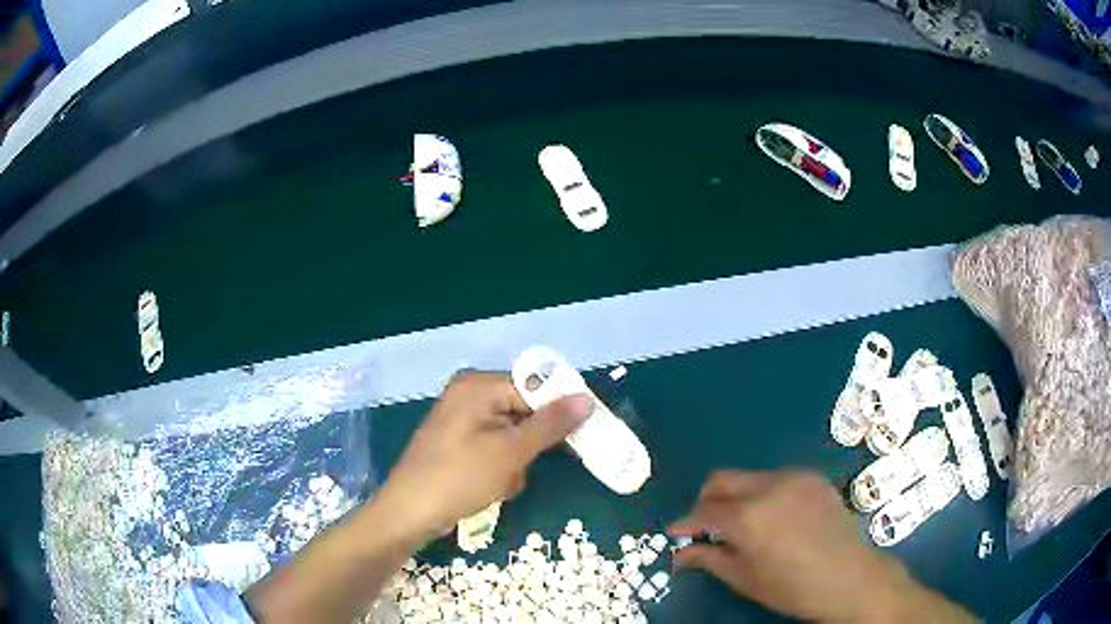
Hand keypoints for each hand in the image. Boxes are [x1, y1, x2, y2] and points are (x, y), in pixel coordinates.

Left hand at [375, 371, 590, 544]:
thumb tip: (586, 397)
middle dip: (530, 446)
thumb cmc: (459, 478)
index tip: (584, 434)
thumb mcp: (510, 452)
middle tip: (527, 467)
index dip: (560, 410)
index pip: (535, 386)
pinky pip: (494, 449)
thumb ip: (550, 423)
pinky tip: (489, 488)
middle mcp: (469, 394)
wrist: (408, 513)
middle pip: (523, 411)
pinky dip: (499, 469)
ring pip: (512, 436)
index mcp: (478, 385)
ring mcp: (461, 420)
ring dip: (515, 463)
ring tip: (500, 482)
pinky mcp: (457, 443)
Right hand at [669, 470, 973, 622]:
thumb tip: (679, 553)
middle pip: (722, 480)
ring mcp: (795, 478)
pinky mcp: (813, 477)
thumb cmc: (793, 588)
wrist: (850, 577)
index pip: (703, 512)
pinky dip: (763, 494)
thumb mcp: (745, 579)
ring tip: (743, 526)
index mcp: (749, 517)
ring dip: (736, 497)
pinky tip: (773, 519)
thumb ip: (709, 559)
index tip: (675, 533)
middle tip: (705, 527)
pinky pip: (776, 479)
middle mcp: (769, 487)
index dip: (685, 523)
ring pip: (749, 478)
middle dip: (706, 501)